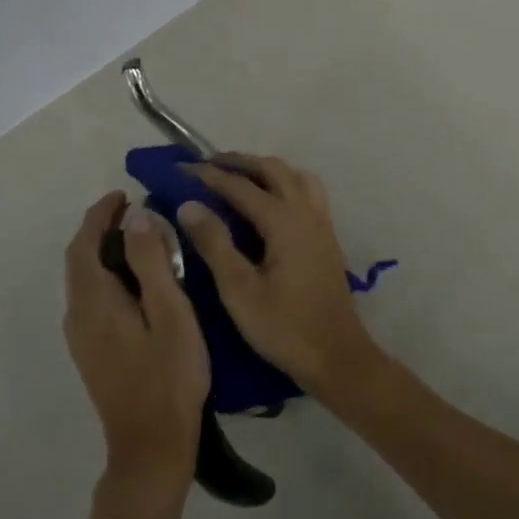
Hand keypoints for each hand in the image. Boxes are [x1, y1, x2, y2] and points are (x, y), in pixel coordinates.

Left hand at [63, 192, 209, 498]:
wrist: (151, 446)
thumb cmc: (169, 375)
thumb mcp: (170, 312)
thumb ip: (152, 262)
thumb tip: (137, 216)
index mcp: (95, 302)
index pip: (85, 244)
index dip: (100, 215)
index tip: (123, 194)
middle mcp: (79, 315)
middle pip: (80, 260)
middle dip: (100, 229)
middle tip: (136, 210)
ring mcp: (82, 337)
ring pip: (85, 280)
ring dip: (104, 251)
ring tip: (141, 236)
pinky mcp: (92, 352)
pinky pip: (92, 297)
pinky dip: (108, 274)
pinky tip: (137, 279)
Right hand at [178, 154, 381, 398]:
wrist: (336, 355)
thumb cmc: (283, 327)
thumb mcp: (239, 290)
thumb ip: (214, 243)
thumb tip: (189, 205)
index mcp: (284, 221)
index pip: (241, 186)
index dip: (210, 175)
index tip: (183, 169)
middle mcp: (306, 212)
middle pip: (273, 169)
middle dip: (241, 162)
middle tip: (210, 164)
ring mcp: (322, 222)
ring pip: (295, 176)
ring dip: (267, 169)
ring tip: (241, 176)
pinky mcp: (328, 236)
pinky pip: (307, 191)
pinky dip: (286, 182)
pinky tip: (272, 201)